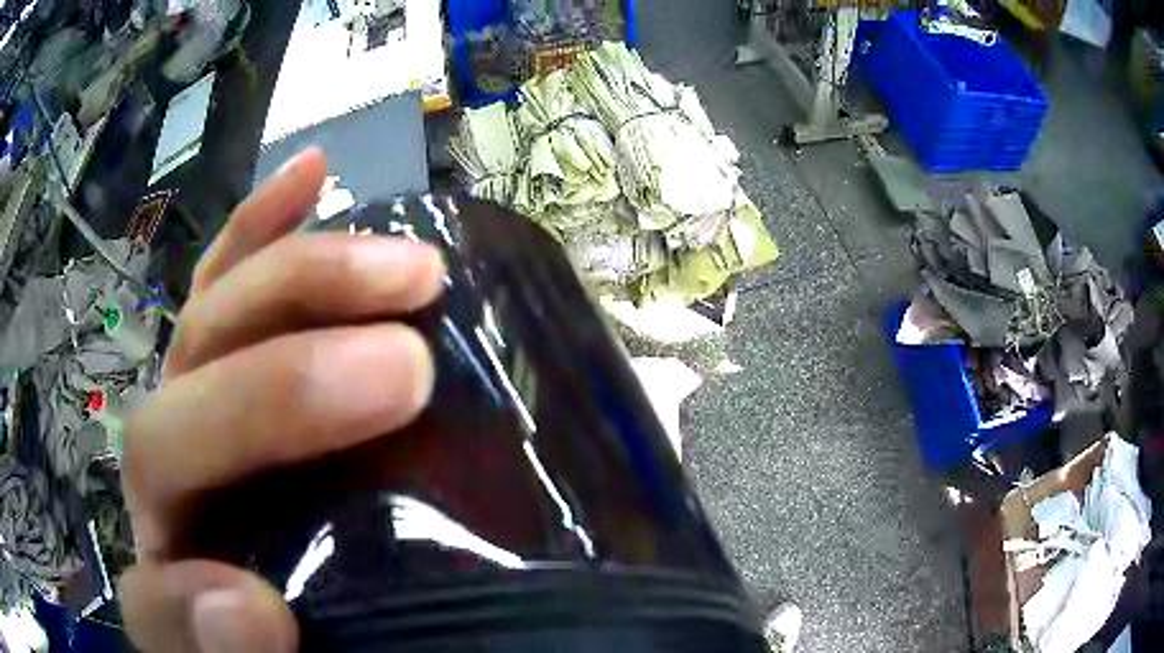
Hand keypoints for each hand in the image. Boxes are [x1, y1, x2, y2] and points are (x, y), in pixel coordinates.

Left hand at [119, 148, 444, 651]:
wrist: (293, 617)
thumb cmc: (282, 642)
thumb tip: (246, 613)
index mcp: (176, 591)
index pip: (156, 592)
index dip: (197, 604)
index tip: (263, 611)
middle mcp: (169, 493)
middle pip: (181, 416)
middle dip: (279, 392)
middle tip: (408, 370)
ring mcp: (197, 410)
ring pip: (212, 323)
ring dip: (302, 281)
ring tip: (406, 265)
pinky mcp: (230, 367)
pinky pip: (228, 280)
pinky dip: (264, 226)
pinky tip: (315, 176)